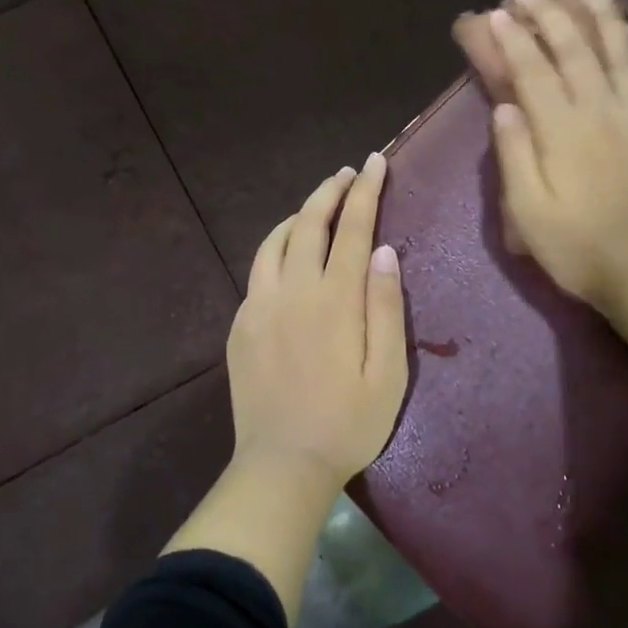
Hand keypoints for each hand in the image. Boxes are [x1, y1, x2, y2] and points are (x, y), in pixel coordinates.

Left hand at [226, 152, 408, 491]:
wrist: (282, 465)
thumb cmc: (348, 424)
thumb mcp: (388, 373)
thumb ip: (386, 307)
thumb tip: (384, 251)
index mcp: (334, 300)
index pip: (353, 228)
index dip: (366, 191)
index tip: (375, 162)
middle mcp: (292, 291)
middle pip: (308, 223)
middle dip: (331, 191)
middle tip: (348, 173)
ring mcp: (258, 306)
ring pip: (274, 241)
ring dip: (298, 215)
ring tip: (319, 207)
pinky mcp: (240, 324)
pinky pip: (258, 270)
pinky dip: (276, 248)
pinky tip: (289, 256)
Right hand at [486, 0, 627, 314]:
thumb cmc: (579, 249)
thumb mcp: (528, 214)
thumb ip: (515, 157)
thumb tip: (504, 107)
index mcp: (561, 132)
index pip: (533, 72)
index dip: (515, 39)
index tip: (500, 14)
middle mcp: (600, 111)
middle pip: (574, 51)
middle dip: (550, 16)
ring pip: (619, 52)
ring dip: (601, 16)